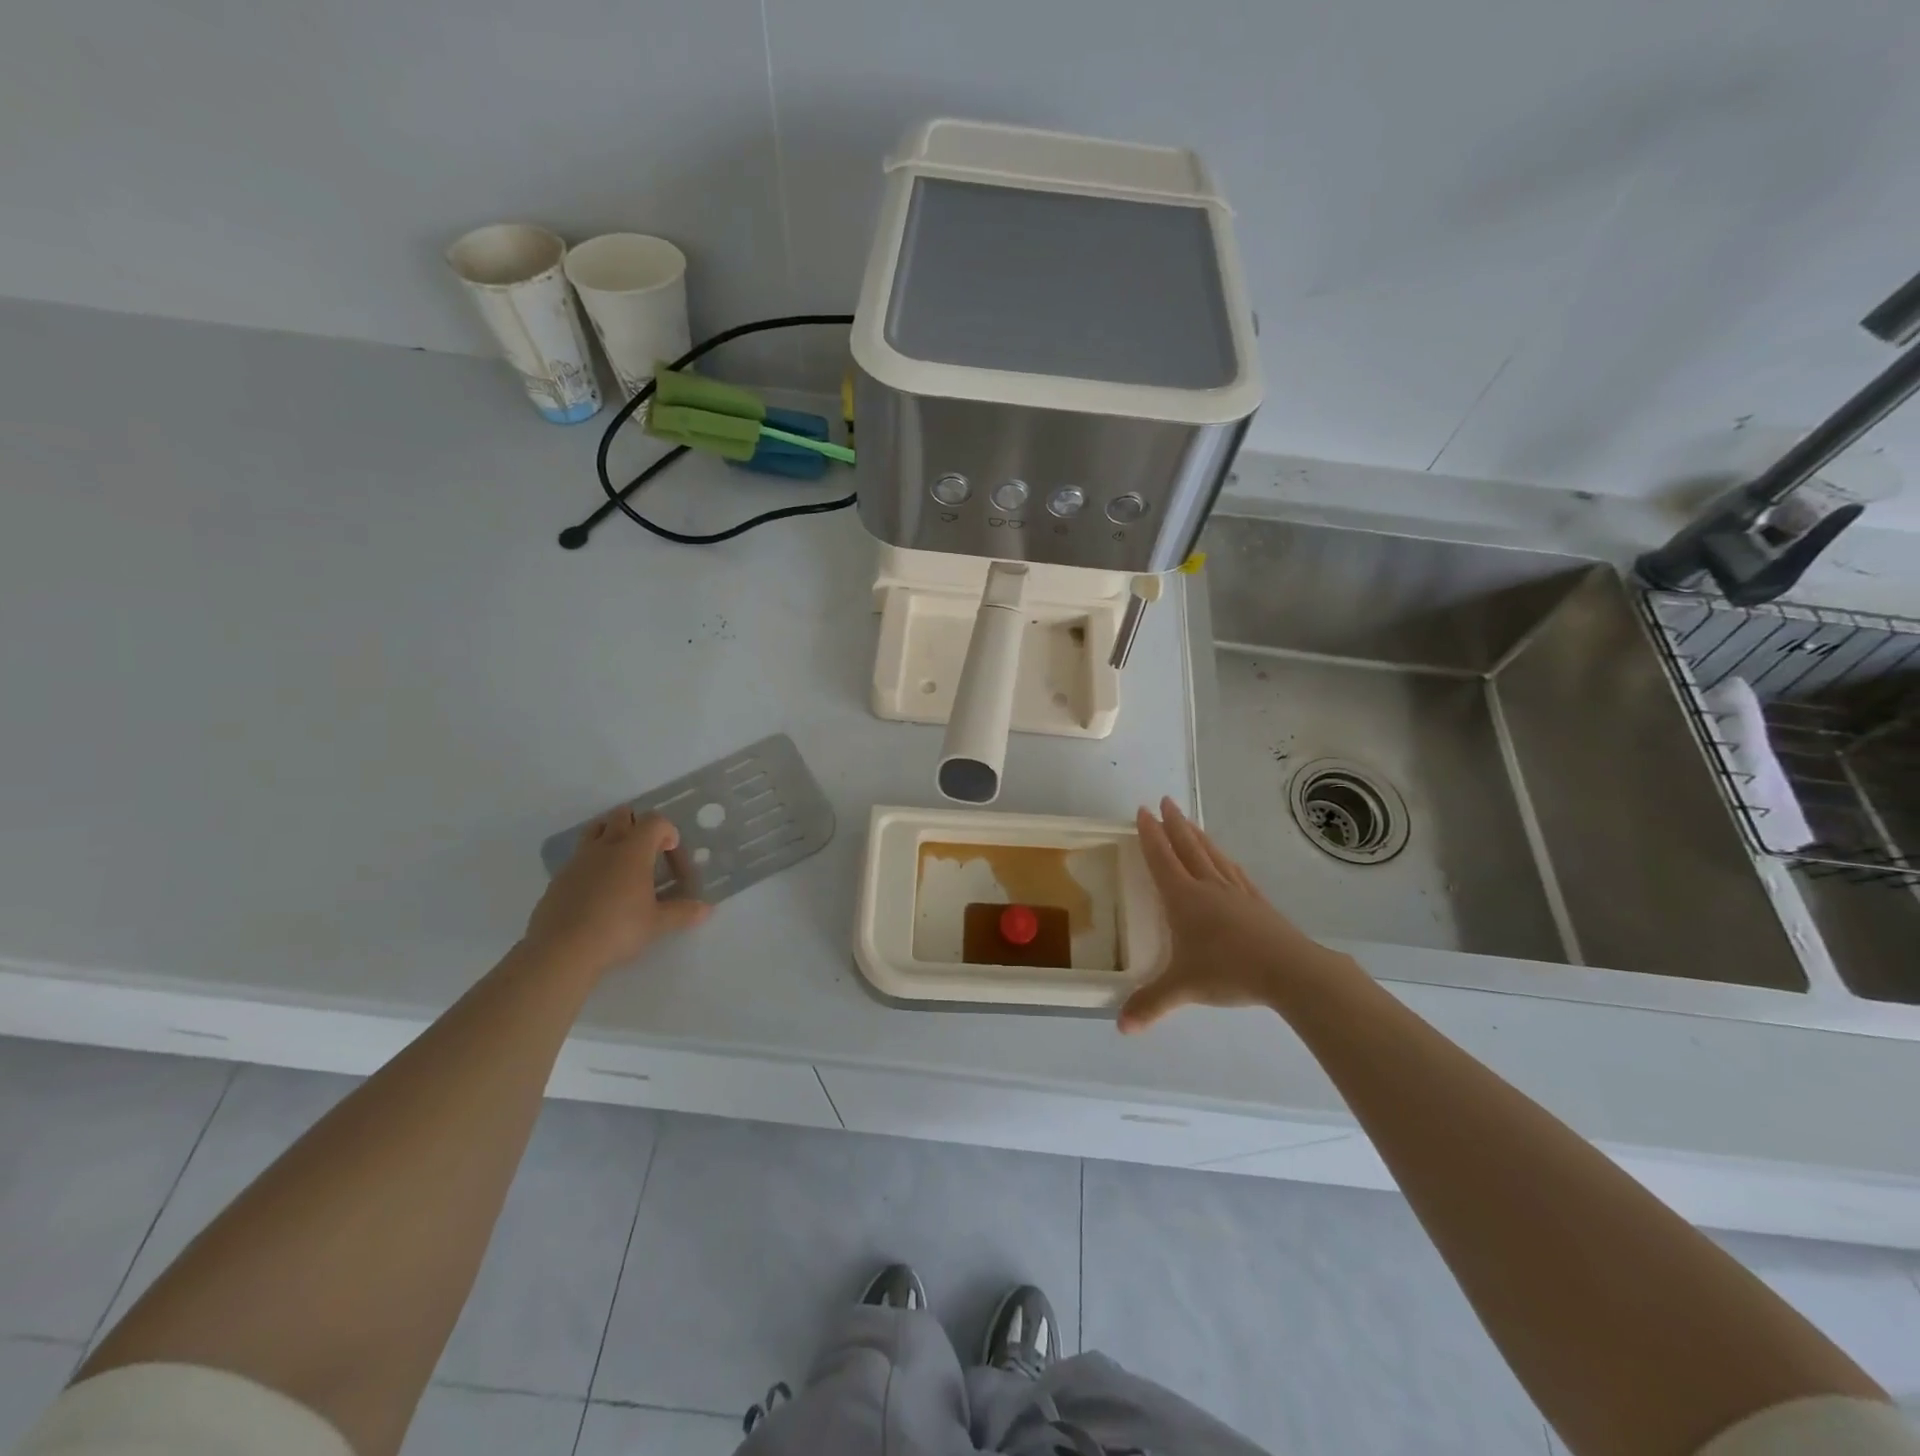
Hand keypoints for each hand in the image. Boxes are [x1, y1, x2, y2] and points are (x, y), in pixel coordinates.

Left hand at [524, 808, 710, 975]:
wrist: (561, 950)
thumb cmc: (617, 930)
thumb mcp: (657, 924)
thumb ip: (683, 912)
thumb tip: (707, 909)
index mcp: (633, 851)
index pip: (654, 821)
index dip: (667, 830)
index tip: (670, 851)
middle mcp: (605, 847)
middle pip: (621, 815)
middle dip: (637, 825)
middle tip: (647, 851)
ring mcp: (578, 860)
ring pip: (594, 829)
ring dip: (610, 835)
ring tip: (620, 863)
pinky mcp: (558, 878)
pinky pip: (578, 857)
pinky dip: (591, 862)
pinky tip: (597, 890)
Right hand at [1119, 797, 1352, 1032]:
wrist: (1290, 970)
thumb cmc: (1229, 971)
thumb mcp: (1183, 988)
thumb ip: (1151, 1004)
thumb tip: (1121, 1028)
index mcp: (1184, 898)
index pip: (1161, 858)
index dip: (1150, 834)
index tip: (1142, 811)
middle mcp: (1208, 887)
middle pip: (1187, 847)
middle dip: (1173, 824)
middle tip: (1164, 801)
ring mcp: (1236, 892)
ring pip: (1212, 855)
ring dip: (1197, 836)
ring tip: (1189, 821)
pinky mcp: (1258, 903)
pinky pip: (1235, 872)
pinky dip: (1225, 860)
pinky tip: (1226, 859)